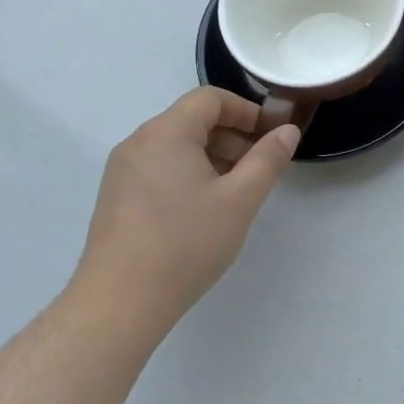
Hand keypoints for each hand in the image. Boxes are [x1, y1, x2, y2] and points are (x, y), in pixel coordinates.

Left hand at [75, 87, 299, 339]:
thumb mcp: (239, 200)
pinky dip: (188, 172)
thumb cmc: (185, 244)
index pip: (210, 99)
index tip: (270, 136)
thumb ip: (267, 160)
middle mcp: (138, 142)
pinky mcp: (116, 196)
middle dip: (232, 135)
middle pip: (192, 119)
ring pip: (176, 145)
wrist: (119, 304)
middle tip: (259, 167)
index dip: (246, 110)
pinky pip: (159, 166)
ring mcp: (122, 170)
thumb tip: (287, 131)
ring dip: (212, 155)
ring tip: (235, 191)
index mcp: (166, 133)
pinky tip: (203, 209)